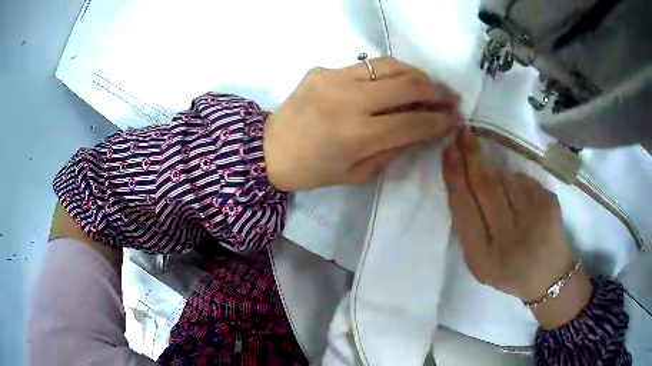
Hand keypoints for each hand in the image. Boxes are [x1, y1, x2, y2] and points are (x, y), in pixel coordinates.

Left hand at [264, 57, 460, 191]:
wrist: (268, 150)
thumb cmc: (313, 171)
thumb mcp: (356, 173)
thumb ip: (393, 150)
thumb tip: (422, 131)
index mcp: (356, 135)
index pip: (412, 122)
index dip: (438, 120)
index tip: (455, 118)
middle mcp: (348, 101)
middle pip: (407, 86)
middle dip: (436, 91)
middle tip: (450, 97)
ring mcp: (334, 79)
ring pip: (388, 66)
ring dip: (416, 74)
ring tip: (428, 85)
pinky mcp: (322, 70)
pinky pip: (365, 66)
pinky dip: (387, 73)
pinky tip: (394, 82)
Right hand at [442, 128, 591, 328]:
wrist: (549, 277)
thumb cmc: (509, 271)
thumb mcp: (480, 262)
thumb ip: (469, 228)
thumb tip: (466, 179)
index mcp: (484, 258)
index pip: (463, 209)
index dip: (454, 177)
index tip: (448, 151)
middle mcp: (509, 239)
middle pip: (485, 185)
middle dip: (472, 155)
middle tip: (463, 133)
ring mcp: (533, 220)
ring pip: (506, 178)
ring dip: (498, 176)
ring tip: (503, 197)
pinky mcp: (550, 204)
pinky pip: (524, 180)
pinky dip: (517, 183)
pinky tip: (522, 201)